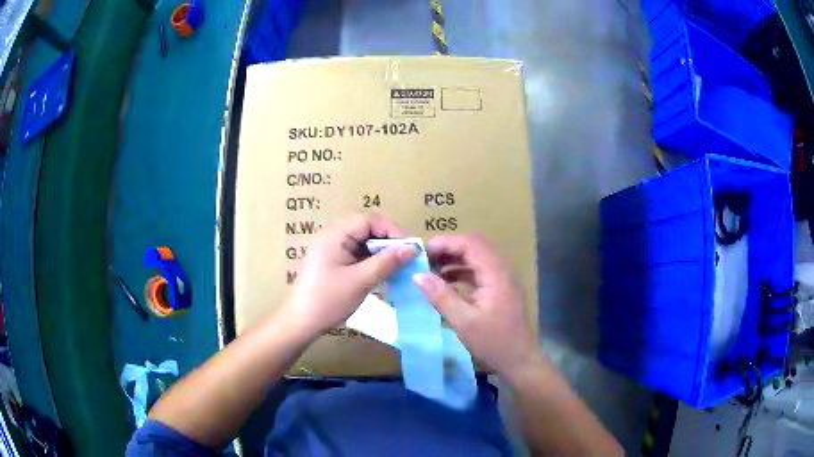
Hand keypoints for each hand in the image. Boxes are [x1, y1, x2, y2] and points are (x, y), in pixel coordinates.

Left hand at [278, 213, 417, 339]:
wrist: (301, 322)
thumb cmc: (328, 300)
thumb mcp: (361, 281)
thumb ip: (387, 262)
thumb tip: (412, 248)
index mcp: (335, 234)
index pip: (369, 219)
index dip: (391, 230)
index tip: (409, 249)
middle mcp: (332, 235)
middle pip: (366, 227)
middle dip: (387, 240)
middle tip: (404, 257)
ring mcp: (331, 248)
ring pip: (362, 240)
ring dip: (380, 250)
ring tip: (396, 266)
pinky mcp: (332, 261)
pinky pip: (356, 252)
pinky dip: (371, 259)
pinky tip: (381, 272)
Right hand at [413, 234, 540, 379]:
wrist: (520, 360)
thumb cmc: (494, 342)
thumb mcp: (464, 322)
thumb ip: (441, 296)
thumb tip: (418, 275)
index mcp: (496, 272)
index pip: (469, 243)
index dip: (444, 243)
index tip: (421, 253)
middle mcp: (501, 269)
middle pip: (473, 246)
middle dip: (448, 249)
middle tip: (424, 260)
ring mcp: (502, 278)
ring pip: (475, 257)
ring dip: (453, 260)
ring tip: (430, 270)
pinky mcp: (499, 288)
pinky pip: (478, 270)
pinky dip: (461, 271)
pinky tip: (445, 284)